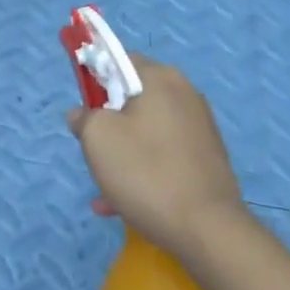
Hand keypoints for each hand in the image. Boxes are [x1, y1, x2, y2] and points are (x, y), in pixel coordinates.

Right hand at [66, 58, 247, 258]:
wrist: (207, 230)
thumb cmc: (146, 173)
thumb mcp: (98, 139)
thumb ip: (85, 118)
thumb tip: (82, 113)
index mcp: (161, 78)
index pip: (120, 60)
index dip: (95, 78)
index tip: (84, 108)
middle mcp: (185, 94)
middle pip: (133, 97)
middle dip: (109, 122)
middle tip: (94, 151)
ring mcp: (200, 126)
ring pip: (147, 130)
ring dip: (123, 152)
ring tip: (106, 189)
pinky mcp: (207, 157)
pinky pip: (165, 154)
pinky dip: (144, 170)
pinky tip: (124, 204)